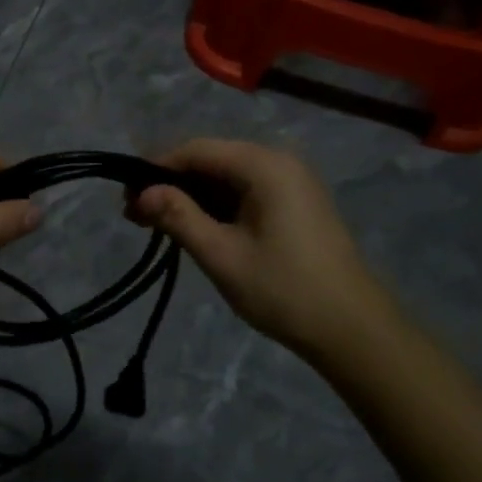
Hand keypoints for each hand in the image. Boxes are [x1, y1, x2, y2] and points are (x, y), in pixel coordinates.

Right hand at [130, 139, 399, 357]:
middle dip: (172, 184)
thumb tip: (141, 193)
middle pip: (212, 159)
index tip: (127, 197)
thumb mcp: (222, 255)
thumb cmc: (284, 290)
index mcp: (264, 165)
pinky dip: (218, 206)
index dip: (157, 168)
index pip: (197, 150)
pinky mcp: (297, 203)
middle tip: (137, 216)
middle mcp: (280, 162)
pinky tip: (197, 228)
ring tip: (159, 225)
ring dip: (193, 197)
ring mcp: (292, 182)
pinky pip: (246, 191)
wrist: (354, 331)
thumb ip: (178, 217)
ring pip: (228, 177)